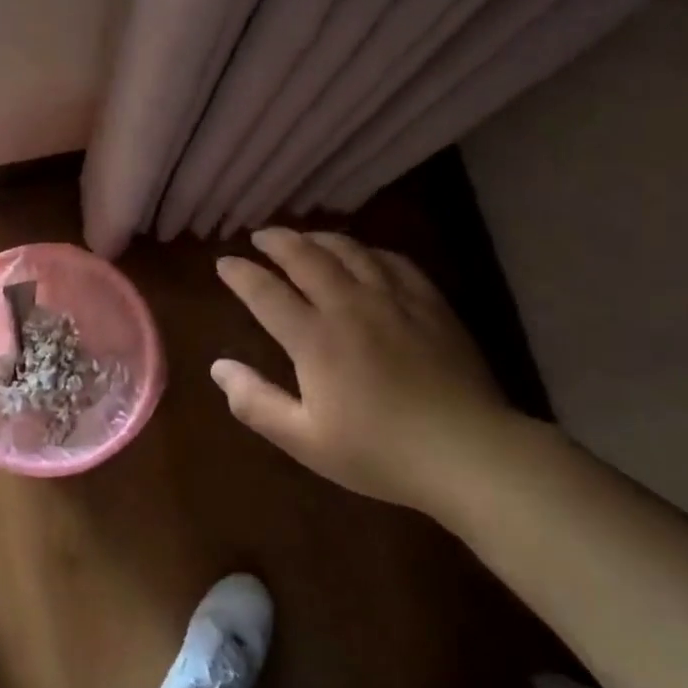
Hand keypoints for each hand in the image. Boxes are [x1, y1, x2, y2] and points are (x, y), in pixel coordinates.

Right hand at [212, 228, 522, 514]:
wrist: (468, 452)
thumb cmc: (380, 452)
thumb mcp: (305, 441)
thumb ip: (255, 402)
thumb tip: (218, 367)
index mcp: (315, 339)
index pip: (266, 293)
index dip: (241, 274)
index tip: (224, 263)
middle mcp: (350, 306)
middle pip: (307, 257)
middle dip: (278, 241)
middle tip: (261, 235)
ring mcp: (394, 300)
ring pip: (350, 250)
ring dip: (320, 238)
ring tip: (305, 237)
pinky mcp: (430, 304)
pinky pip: (394, 261)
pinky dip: (369, 251)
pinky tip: (366, 255)